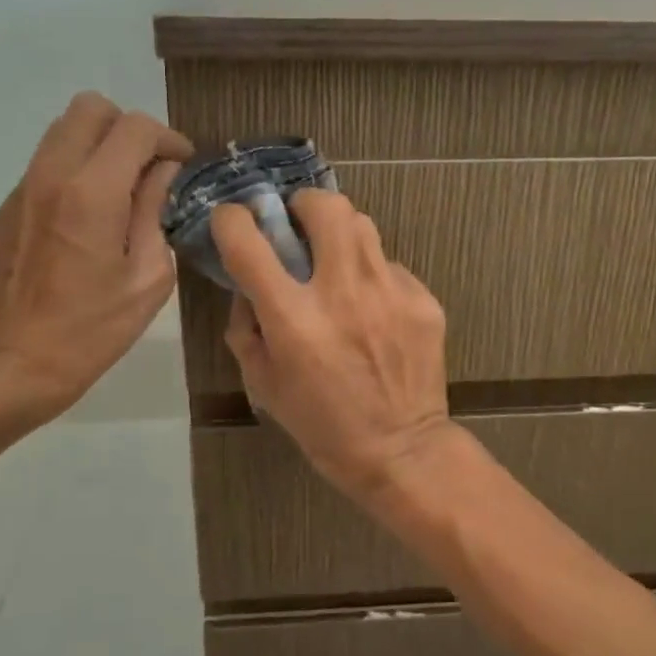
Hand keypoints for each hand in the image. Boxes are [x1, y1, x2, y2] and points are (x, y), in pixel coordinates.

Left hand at [0, 91, 192, 428]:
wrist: (13, 366)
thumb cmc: (92, 330)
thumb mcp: (148, 278)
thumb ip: (155, 212)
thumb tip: (162, 173)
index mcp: (93, 193)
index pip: (134, 128)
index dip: (167, 138)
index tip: (182, 164)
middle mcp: (50, 176)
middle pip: (89, 108)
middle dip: (128, 128)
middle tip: (148, 168)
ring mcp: (20, 190)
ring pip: (62, 133)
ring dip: (98, 147)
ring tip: (120, 191)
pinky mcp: (3, 210)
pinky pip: (45, 168)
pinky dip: (74, 175)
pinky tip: (86, 222)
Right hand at [212, 190, 453, 503]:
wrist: (401, 450)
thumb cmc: (322, 426)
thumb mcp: (264, 384)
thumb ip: (246, 328)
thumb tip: (249, 288)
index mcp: (293, 319)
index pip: (249, 241)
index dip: (232, 220)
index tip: (233, 221)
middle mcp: (342, 293)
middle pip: (324, 206)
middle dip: (302, 204)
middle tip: (298, 226)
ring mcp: (389, 292)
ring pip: (362, 224)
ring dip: (339, 232)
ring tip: (335, 261)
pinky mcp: (422, 300)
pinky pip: (389, 265)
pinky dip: (371, 274)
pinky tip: (373, 306)